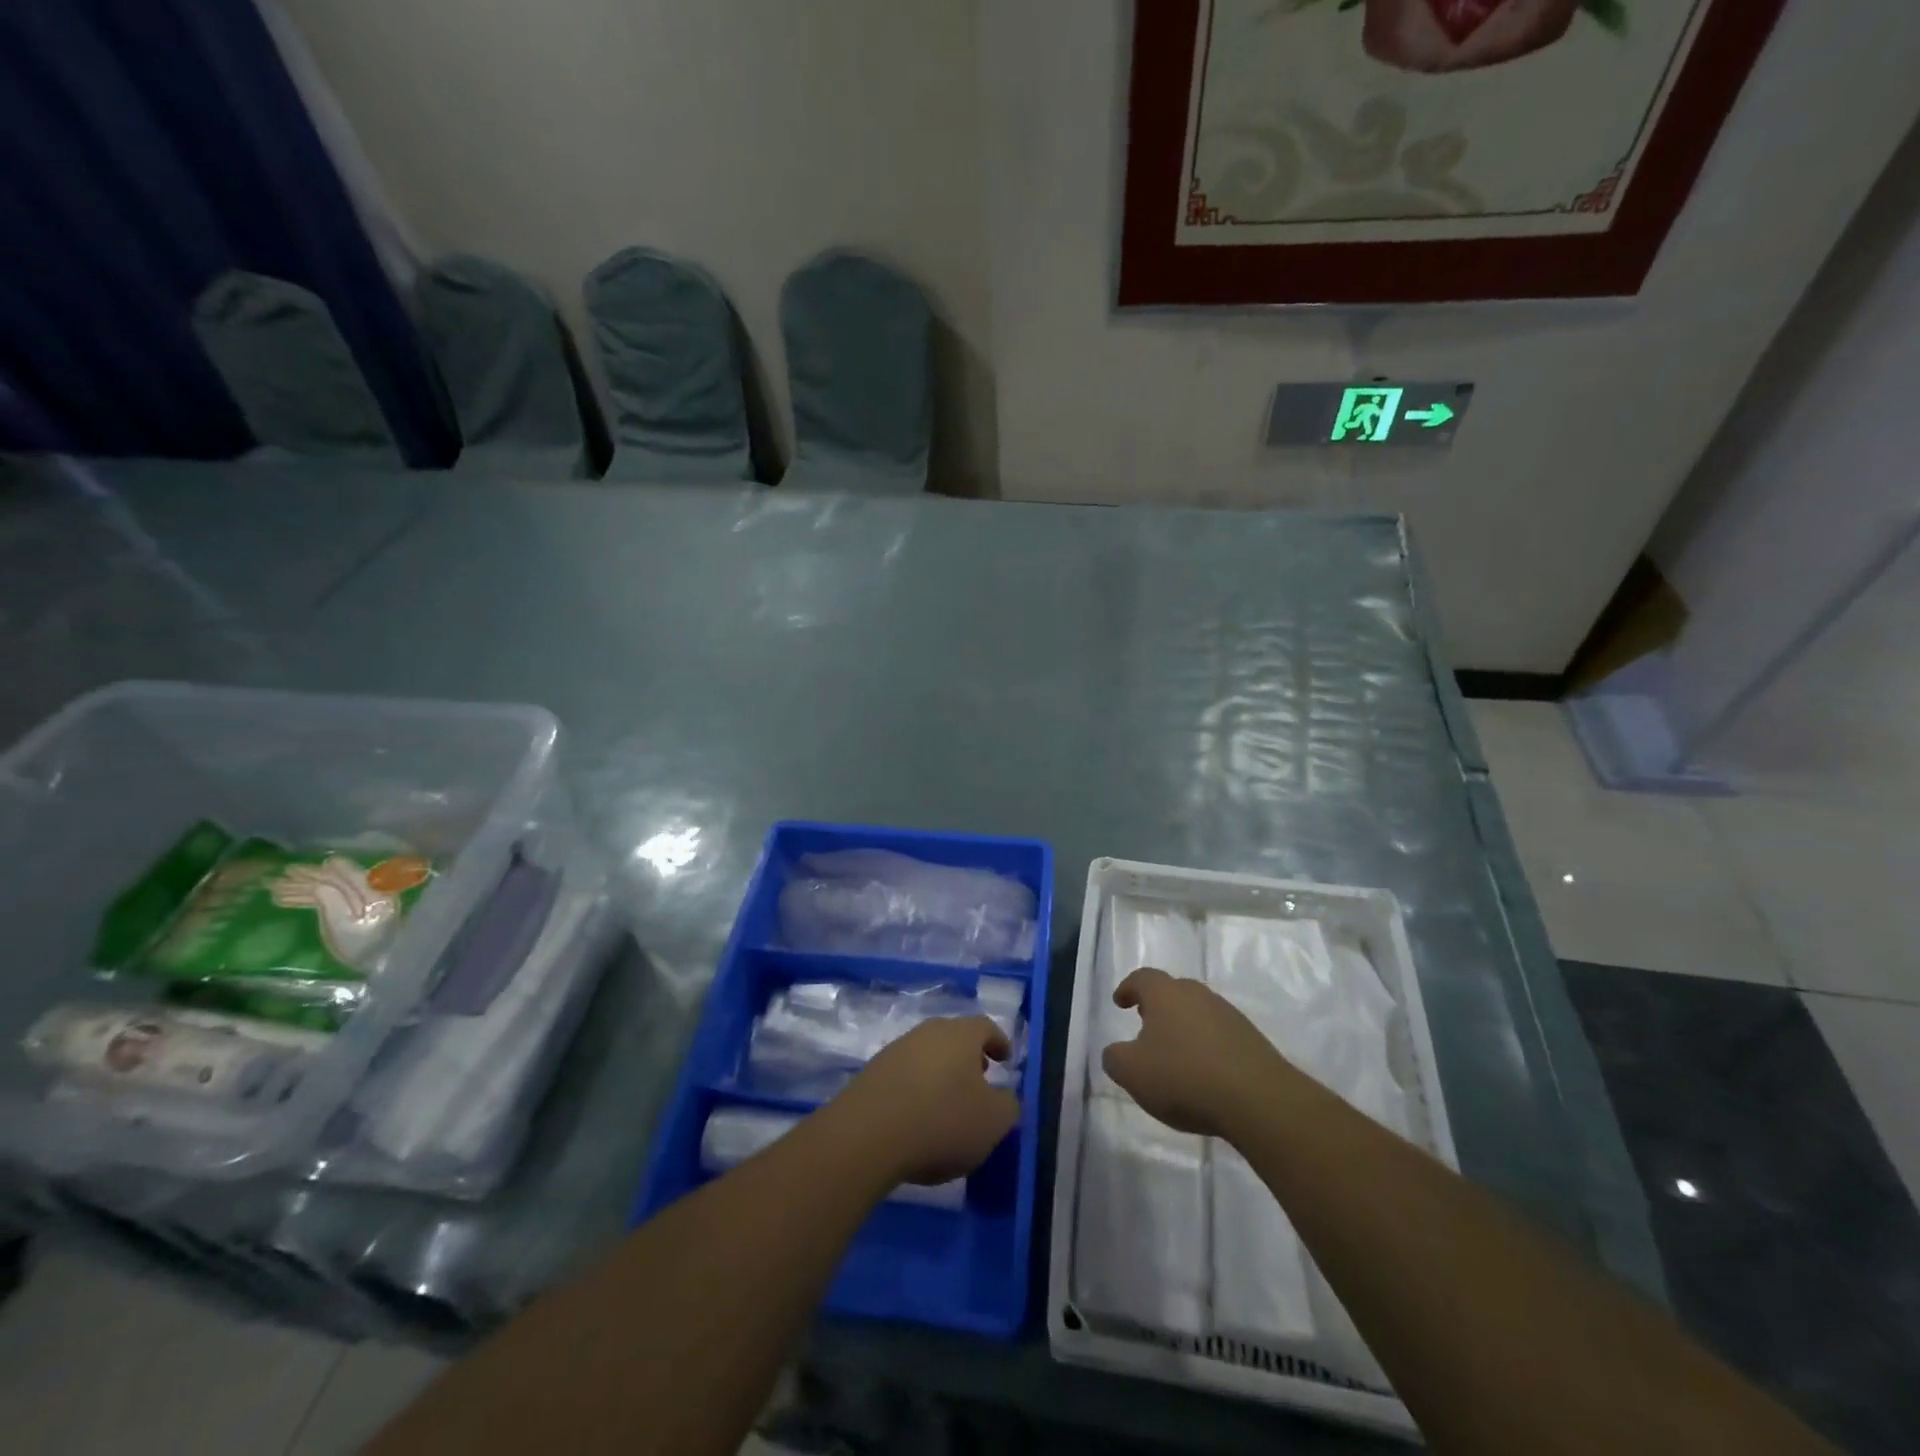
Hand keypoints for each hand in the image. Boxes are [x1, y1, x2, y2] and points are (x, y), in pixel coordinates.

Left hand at [827, 1017, 1019, 1186]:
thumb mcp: (993, 1122)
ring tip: (948, 1103)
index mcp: (961, 1034)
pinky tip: (918, 1116)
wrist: (868, 1134)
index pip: (986, 1027)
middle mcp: (928, 1031)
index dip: (999, 1042)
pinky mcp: (873, 1072)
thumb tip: (1005, 1096)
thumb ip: (1008, 1105)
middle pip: (954, 1037)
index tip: (1006, 1059)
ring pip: (928, 1054)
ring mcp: (897, 1049)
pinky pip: (905, 1074)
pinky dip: (918, 1088)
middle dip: (969, 1057)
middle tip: (980, 1080)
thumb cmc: (942, 1121)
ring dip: (941, 1073)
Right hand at [1102, 967, 1283, 1137]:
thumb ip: (1115, 1058)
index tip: (1120, 1002)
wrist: (1259, 1100)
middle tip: (1145, 1024)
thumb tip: (1115, 1052)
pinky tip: (1204, 1072)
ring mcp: (1229, 1015)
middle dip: (1157, 1005)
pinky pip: (1219, 1034)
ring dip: (1183, 1026)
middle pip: (1173, 991)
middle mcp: (1198, 995)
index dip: (1128, 987)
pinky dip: (1206, 1046)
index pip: (1142, 978)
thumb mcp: (1133, 1073)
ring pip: (1198, 1012)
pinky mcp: (1252, 1039)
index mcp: (1166, 994)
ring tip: (1175, 1053)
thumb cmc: (1185, 1077)